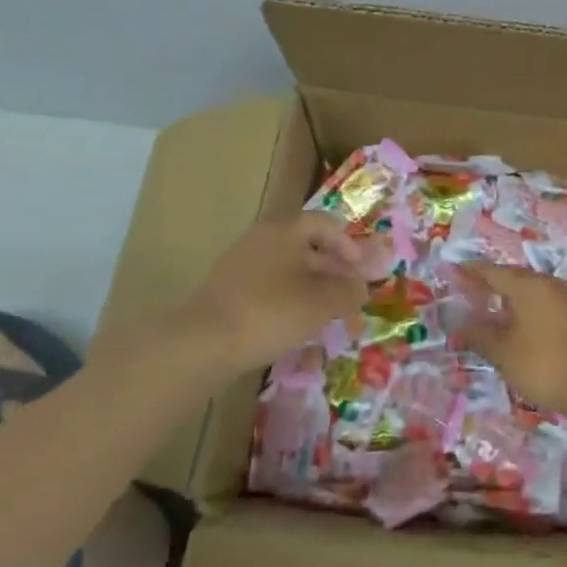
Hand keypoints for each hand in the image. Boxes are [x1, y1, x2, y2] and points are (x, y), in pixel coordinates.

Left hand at [188, 213, 367, 373]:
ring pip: (287, 270)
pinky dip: (288, 300)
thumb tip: (362, 287)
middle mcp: (261, 240)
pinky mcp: (228, 291)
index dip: (348, 244)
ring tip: (328, 315)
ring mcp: (240, 265)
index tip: (361, 269)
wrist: (204, 342)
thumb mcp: (321, 303)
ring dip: (312, 288)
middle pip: (306, 247)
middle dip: (332, 271)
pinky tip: (297, 325)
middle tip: (349, 296)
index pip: (324, 224)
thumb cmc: (272, 312)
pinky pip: (268, 288)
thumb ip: (348, 292)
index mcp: (285, 231)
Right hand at [452, 263, 566, 416]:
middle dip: (490, 281)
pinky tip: (516, 321)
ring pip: (529, 288)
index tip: (453, 270)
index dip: (471, 271)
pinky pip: (541, 301)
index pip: (491, 271)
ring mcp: (563, 298)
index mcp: (526, 286)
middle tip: (468, 289)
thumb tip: (458, 325)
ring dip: (508, 294)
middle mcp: (546, 284)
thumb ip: (478, 335)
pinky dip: (524, 306)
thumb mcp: (502, 352)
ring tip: (489, 305)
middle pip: (512, 276)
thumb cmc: (541, 364)